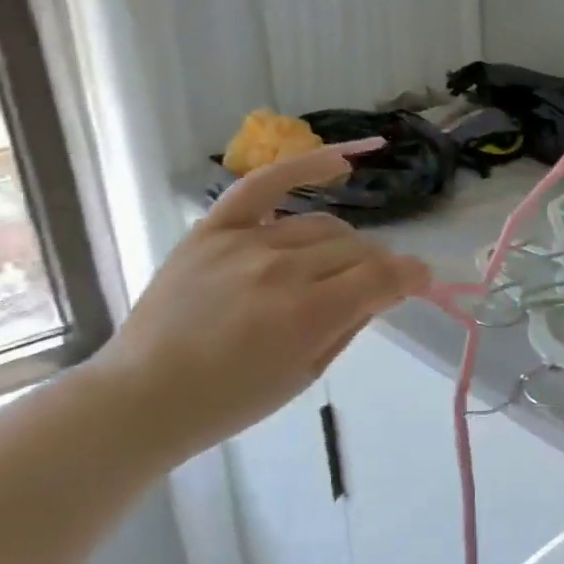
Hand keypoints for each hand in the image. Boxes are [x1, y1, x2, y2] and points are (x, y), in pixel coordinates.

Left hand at [86, 145, 430, 467]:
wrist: (142, 396)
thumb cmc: (231, 401)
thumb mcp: (306, 374)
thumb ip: (351, 324)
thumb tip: (386, 289)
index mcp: (306, 315)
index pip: (383, 277)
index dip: (413, 276)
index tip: (421, 280)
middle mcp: (281, 269)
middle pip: (357, 249)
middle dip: (377, 268)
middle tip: (371, 288)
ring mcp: (245, 243)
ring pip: (323, 226)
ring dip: (344, 246)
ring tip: (337, 265)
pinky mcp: (214, 229)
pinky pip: (265, 184)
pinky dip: (306, 168)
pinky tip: (339, 162)